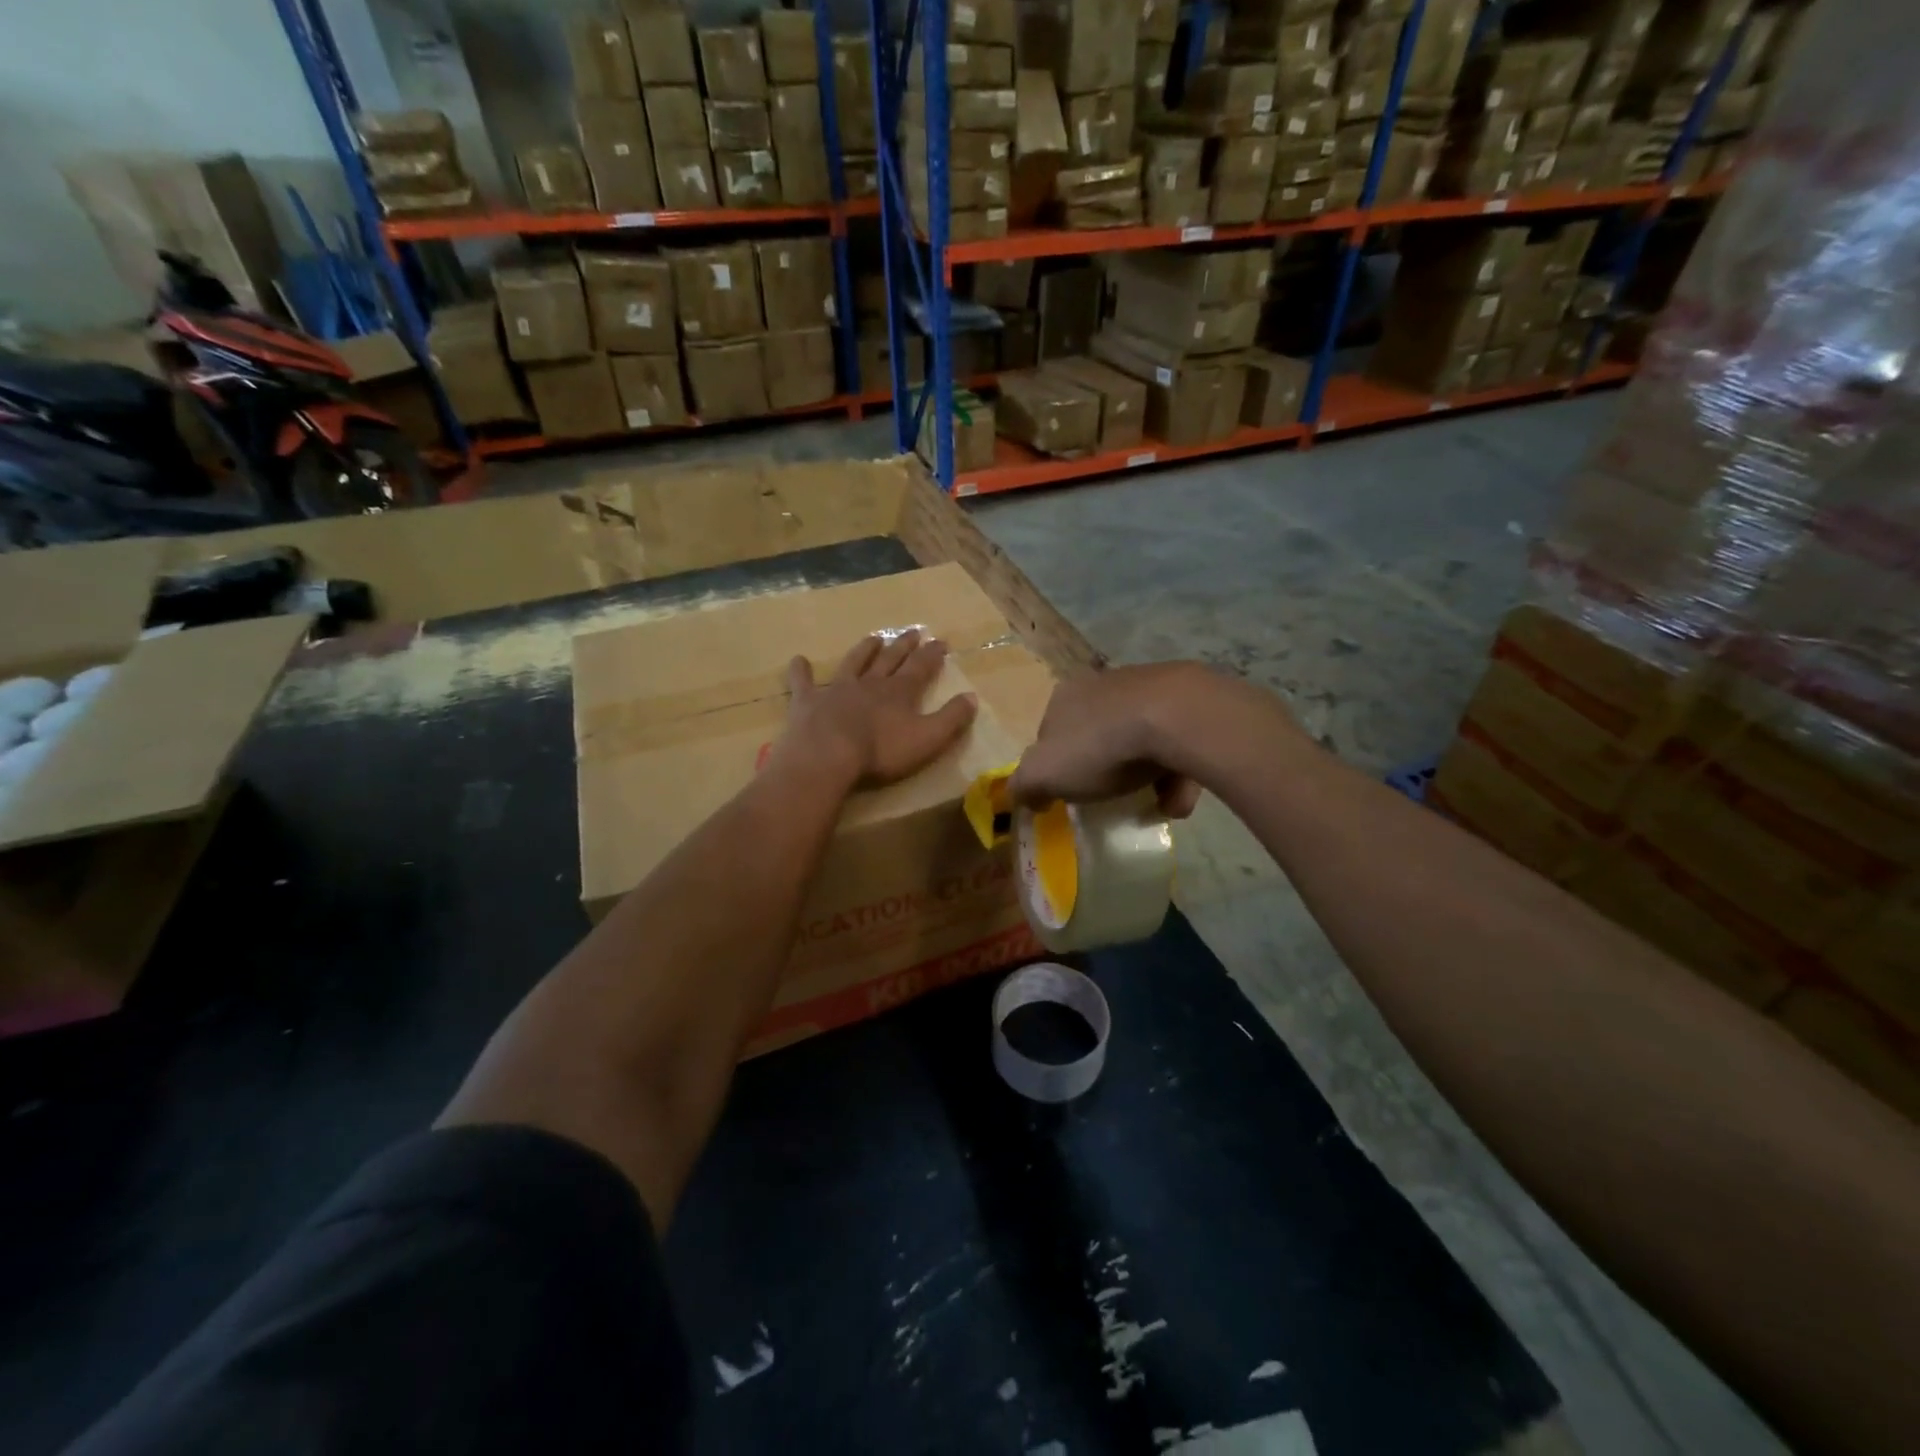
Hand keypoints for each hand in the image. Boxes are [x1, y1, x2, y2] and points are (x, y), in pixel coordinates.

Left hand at [780, 630, 978, 788]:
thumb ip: (952, 719)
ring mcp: (837, 690)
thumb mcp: (928, 739)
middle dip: (903, 646)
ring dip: (864, 650)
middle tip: (913, 632)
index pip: (921, 667)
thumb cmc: (881, 752)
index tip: (941, 641)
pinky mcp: (808, 702)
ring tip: (873, 638)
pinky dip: (801, 671)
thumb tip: (972, 698)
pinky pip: (804, 682)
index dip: (932, 655)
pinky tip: (798, 660)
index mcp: (900, 693)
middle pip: (890, 660)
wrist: (828, 756)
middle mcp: (870, 684)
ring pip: (854, 663)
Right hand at [1010, 663, 1226, 816]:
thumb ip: (1025, 786)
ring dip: (1146, 776)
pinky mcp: (1187, 701)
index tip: (1069, 793)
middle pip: (1097, 736)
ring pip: (1141, 740)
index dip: (1057, 766)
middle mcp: (1104, 685)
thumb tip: (1025, 797)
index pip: (1051, 734)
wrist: (1175, 718)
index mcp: (1065, 697)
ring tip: (1156, 804)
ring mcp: (1148, 689)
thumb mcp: (1043, 774)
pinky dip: (1177, 772)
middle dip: (1104, 770)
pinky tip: (1179, 795)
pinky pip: (1178, 743)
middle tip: (1112, 798)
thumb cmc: (1099, 746)